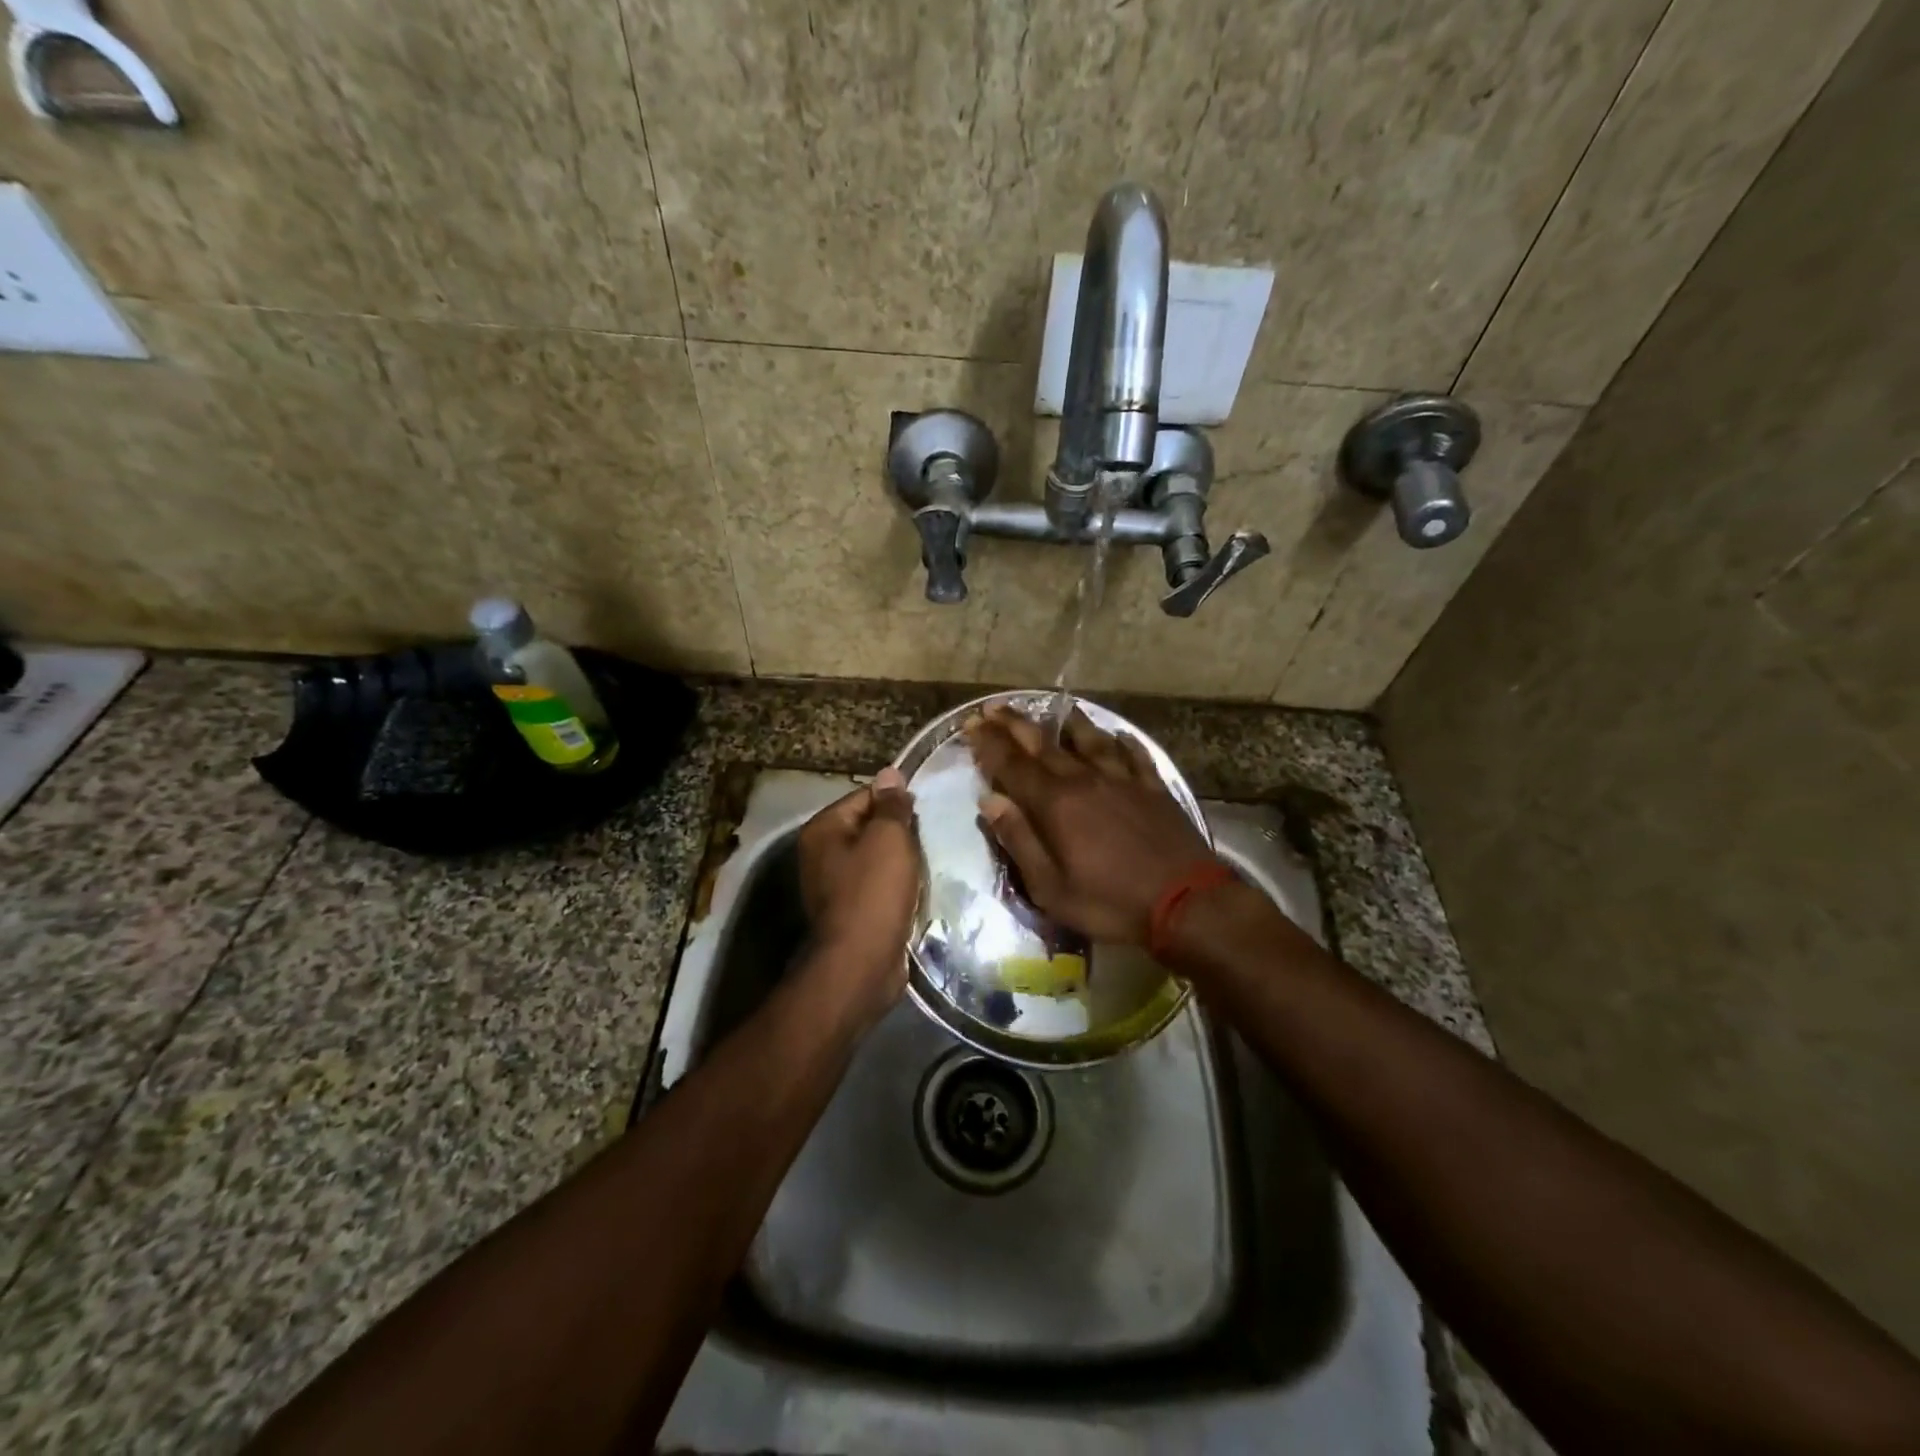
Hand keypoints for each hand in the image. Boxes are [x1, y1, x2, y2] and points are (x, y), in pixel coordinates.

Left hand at [796, 767, 920, 1022]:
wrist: (861, 964)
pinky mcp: (850, 911)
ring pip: (877, 858)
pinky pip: (878, 886)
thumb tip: (891, 774)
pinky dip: (897, 886)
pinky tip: (919, 889)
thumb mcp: (889, 839)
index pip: (865, 796)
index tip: (927, 811)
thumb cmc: (873, 893)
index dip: (897, 801)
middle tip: (932, 836)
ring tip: (930, 862)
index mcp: (823, 829)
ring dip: (902, 861)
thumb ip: (891, 805)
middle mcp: (821, 853)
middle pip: (870, 827)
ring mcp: (833, 885)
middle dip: (901, 832)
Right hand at [965, 706, 1215, 945]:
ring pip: (1090, 740)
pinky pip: (1134, 755)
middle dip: (1016, 724)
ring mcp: (1122, 780)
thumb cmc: (1109, 901)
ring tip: (1057, 707)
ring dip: (1068, 722)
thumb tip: (990, 801)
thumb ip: (1019, 840)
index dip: (988, 744)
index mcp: (1055, 804)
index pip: (1012, 765)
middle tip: (995, 707)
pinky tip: (1118, 735)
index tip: (971, 725)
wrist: (1185, 902)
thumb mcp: (1050, 887)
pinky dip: (1122, 742)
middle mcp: (1084, 780)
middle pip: (1044, 744)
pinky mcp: (1153, 788)